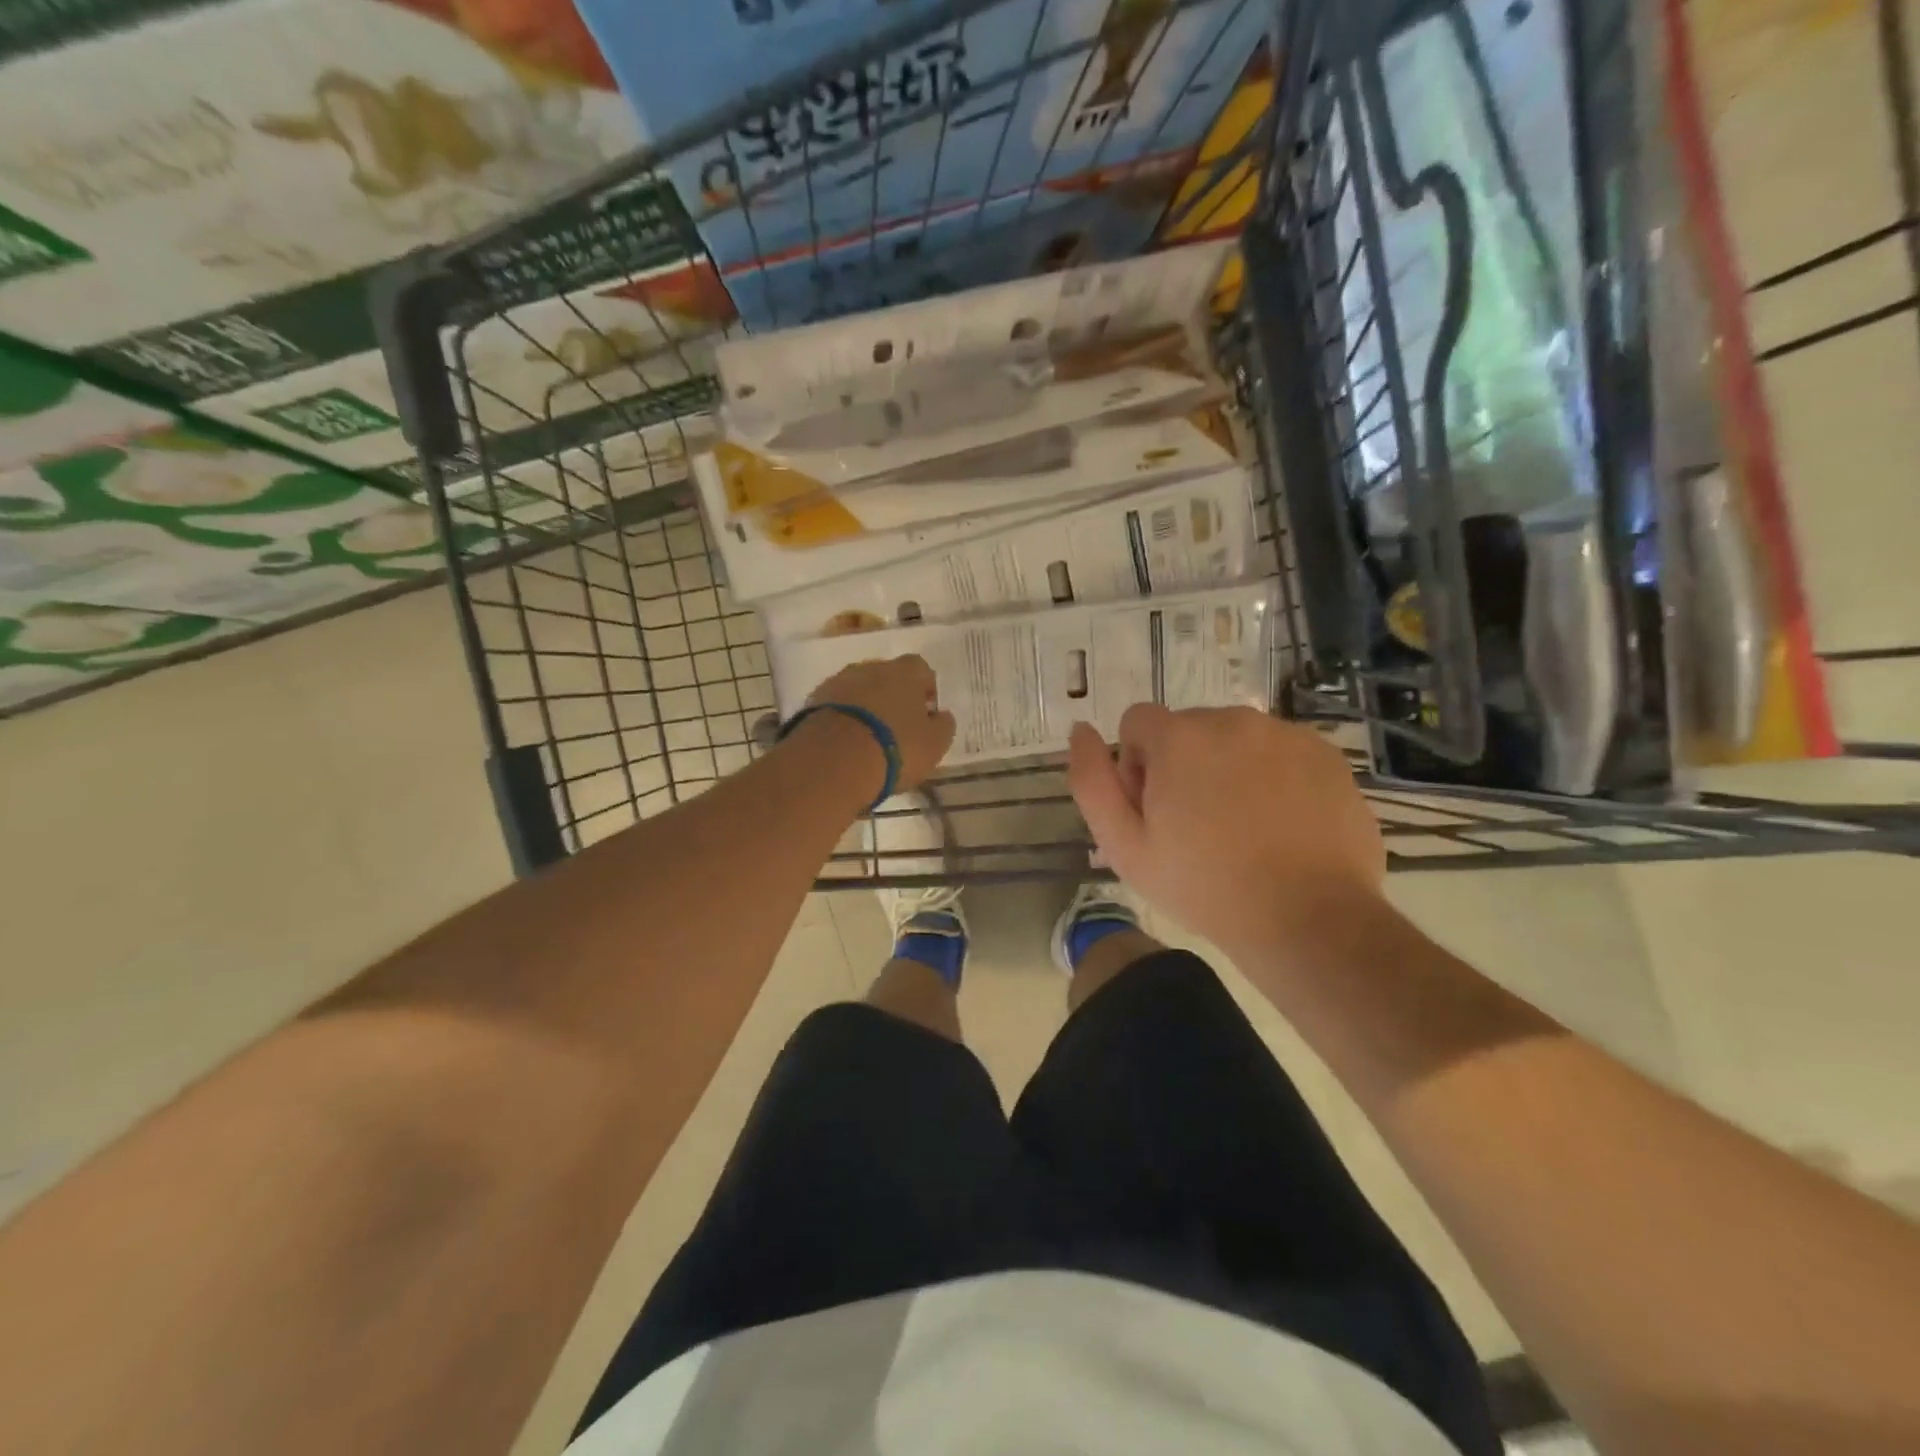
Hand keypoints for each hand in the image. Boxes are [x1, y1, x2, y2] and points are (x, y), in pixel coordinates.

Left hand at [805, 655, 955, 794]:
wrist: (833, 761)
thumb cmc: (895, 749)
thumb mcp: (933, 745)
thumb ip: (942, 726)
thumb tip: (941, 715)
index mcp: (905, 673)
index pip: (921, 669)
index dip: (925, 689)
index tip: (926, 713)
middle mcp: (871, 667)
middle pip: (887, 676)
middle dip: (893, 696)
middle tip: (897, 727)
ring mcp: (838, 682)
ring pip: (858, 690)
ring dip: (865, 707)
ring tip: (868, 738)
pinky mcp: (812, 701)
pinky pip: (835, 706)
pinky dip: (843, 719)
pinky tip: (845, 743)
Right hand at [1067, 705, 1384, 958]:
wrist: (1308, 919)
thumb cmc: (1204, 886)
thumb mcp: (1124, 845)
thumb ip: (1091, 781)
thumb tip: (1081, 730)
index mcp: (1179, 737)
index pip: (1137, 722)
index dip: (1135, 765)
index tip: (1155, 811)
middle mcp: (1232, 720)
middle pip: (1188, 729)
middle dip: (1182, 765)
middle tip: (1196, 825)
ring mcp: (1285, 734)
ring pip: (1235, 739)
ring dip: (1227, 768)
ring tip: (1242, 827)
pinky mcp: (1326, 754)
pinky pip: (1280, 751)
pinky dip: (1272, 776)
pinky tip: (1280, 824)